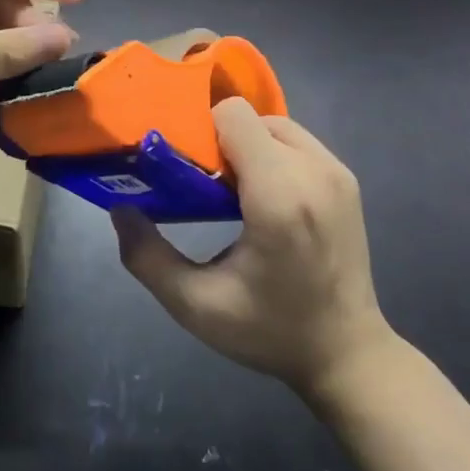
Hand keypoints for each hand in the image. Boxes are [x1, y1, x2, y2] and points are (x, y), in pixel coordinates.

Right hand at [113, 98, 391, 403]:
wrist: (349, 355)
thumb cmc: (270, 331)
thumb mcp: (196, 305)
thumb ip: (147, 257)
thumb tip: (120, 209)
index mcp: (278, 196)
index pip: (234, 115)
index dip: (202, 131)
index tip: (188, 167)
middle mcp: (313, 172)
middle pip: (250, 118)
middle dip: (221, 141)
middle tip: (205, 184)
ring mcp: (336, 172)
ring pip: (274, 125)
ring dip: (248, 145)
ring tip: (234, 191)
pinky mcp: (347, 179)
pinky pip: (297, 142)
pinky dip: (273, 154)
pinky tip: (264, 196)